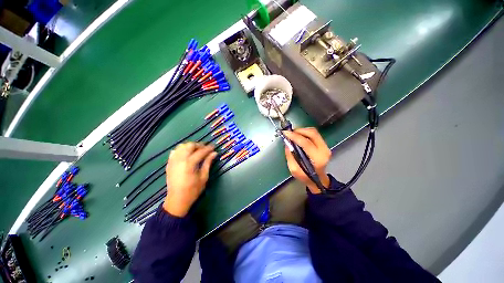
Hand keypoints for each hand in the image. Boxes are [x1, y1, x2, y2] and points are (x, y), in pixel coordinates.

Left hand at [163, 142, 216, 216]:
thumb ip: (208, 163)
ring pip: (181, 146)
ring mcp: (173, 161)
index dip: (208, 148)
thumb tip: (214, 153)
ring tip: (197, 150)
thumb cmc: (193, 190)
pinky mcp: (169, 164)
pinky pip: (175, 151)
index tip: (214, 146)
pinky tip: (187, 154)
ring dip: (190, 146)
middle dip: (199, 145)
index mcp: (189, 164)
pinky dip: (182, 150)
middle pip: (189, 145)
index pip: (201, 151)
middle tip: (206, 148)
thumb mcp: (203, 177)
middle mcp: (180, 159)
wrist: (177, 200)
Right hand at [283, 128, 330, 193]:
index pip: (306, 143)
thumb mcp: (294, 170)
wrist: (318, 179)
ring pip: (313, 132)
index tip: (285, 133)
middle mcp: (324, 150)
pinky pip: (314, 134)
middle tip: (289, 133)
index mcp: (317, 158)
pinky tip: (298, 136)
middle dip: (299, 131)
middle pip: (312, 133)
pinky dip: (305, 132)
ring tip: (293, 134)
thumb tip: (287, 143)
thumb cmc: (306, 177)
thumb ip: (290, 156)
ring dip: (302, 130)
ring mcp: (325, 146)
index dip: (295, 136)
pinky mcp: (324, 144)